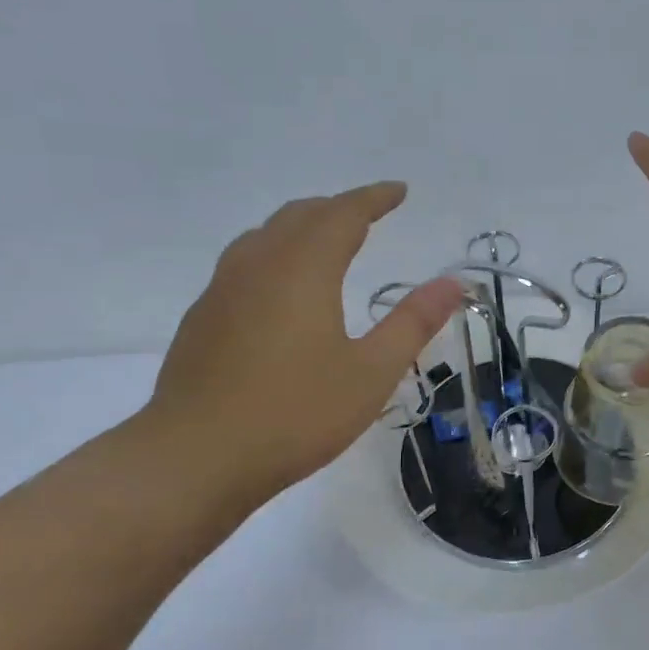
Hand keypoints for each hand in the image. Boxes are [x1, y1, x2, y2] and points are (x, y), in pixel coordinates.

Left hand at [143, 183, 464, 506]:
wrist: (195, 458)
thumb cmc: (296, 413)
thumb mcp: (371, 372)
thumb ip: (413, 322)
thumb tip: (453, 283)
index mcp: (303, 269)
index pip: (343, 214)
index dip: (374, 198)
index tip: (399, 191)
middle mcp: (258, 266)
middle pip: (299, 216)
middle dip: (337, 208)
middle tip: (368, 214)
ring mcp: (221, 291)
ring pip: (264, 236)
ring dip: (301, 227)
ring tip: (326, 241)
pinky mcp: (202, 319)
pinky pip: (244, 264)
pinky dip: (274, 255)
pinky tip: (281, 290)